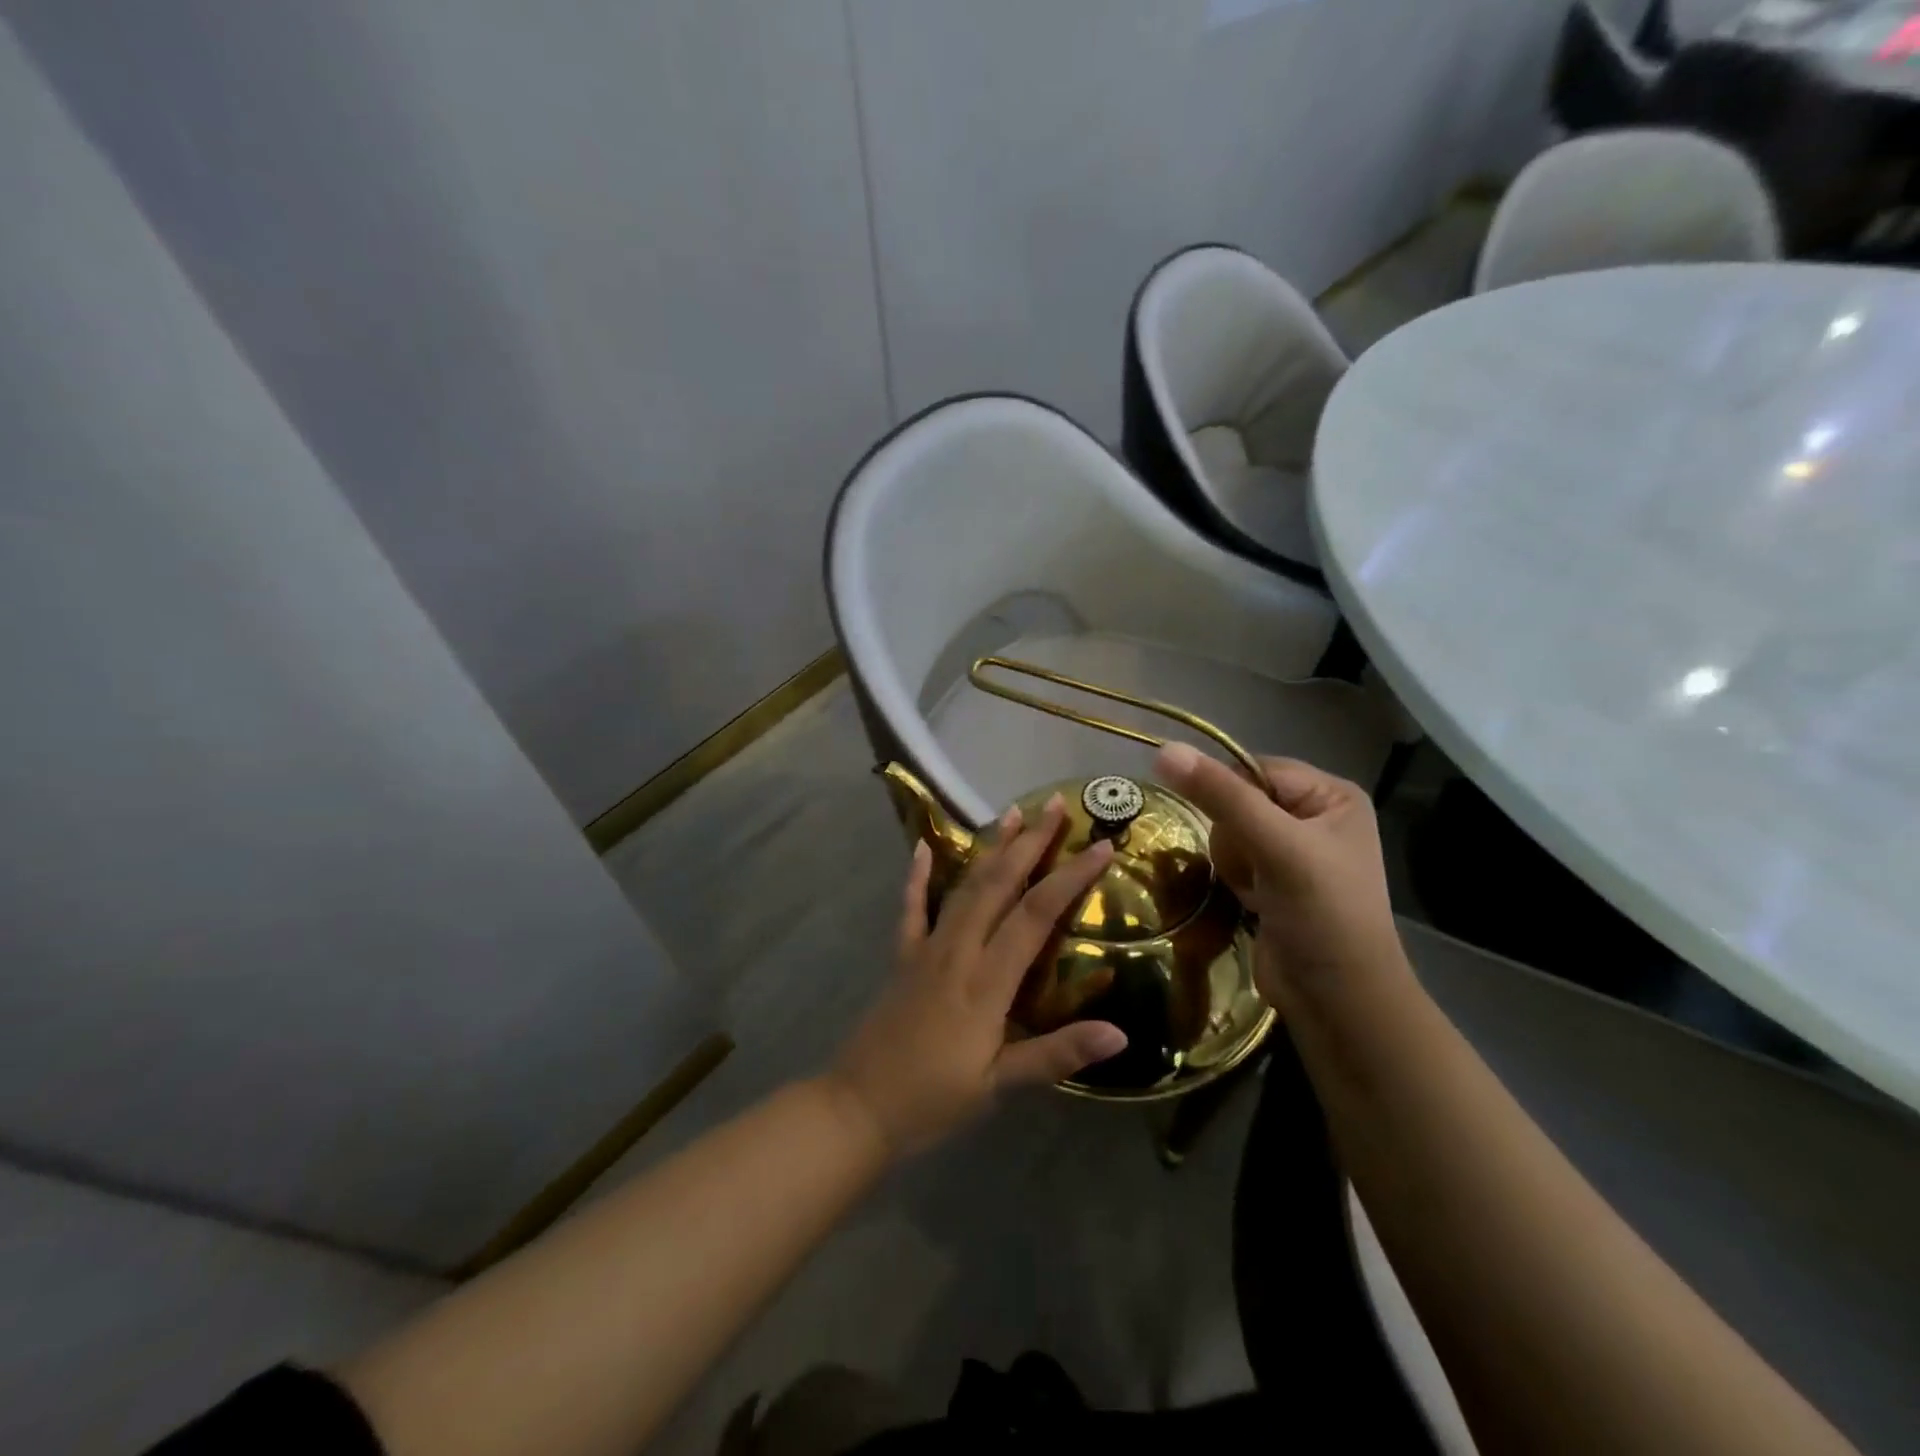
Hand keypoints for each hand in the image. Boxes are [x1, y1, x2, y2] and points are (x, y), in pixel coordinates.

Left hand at [827, 796, 1127, 1156]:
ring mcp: (925, 948)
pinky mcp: (902, 956)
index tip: (1101, 845)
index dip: (1070, 877)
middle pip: (999, 884)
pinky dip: (917, 875)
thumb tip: (1120, 1035)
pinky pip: (911, 907)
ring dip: (990, 848)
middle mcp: (957, 950)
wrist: (857, 1107)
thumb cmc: (933, 1099)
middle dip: (1030, 843)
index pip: (1035, 915)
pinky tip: (921, 846)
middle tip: (1054, 805)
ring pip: (963, 886)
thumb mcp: (999, 1084)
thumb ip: (1056, 1054)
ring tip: (1012, 813)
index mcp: (986, 981)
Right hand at [1153, 743, 1407, 1015]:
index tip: (1228, 828)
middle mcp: (1316, 816)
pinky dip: (1235, 879)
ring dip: (1233, 862)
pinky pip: (1233, 859)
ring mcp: (1294, 851)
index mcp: (1332, 795)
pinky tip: (1254, 902)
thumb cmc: (1322, 915)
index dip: (1229, 794)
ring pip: (1229, 831)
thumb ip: (1221, 797)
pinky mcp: (1275, 881)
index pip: (1256, 768)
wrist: (1338, 1001)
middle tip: (1257, 868)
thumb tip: (1164, 750)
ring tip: (1257, 891)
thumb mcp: (1276, 847)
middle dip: (1235, 836)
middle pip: (1239, 800)